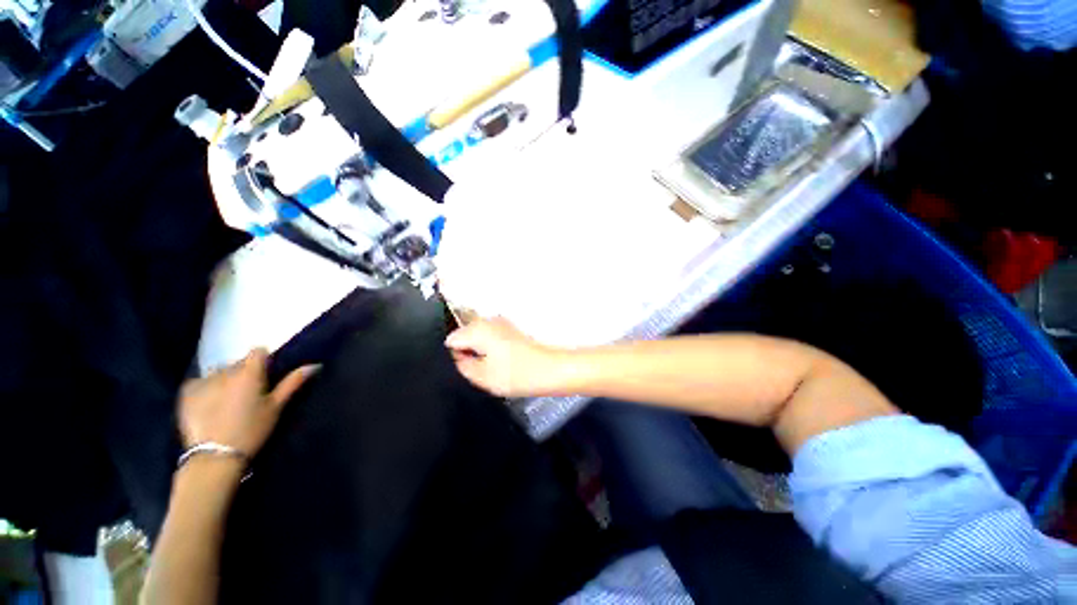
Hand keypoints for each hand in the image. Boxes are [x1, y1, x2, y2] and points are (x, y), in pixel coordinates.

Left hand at [178, 349, 317, 456]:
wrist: (214, 457)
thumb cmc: (252, 429)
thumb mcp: (276, 407)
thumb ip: (293, 383)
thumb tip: (314, 364)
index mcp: (249, 372)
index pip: (258, 351)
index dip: (264, 360)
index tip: (266, 375)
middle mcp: (225, 371)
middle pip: (238, 363)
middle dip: (244, 372)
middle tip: (249, 393)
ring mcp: (203, 381)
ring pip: (219, 372)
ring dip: (225, 380)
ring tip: (227, 400)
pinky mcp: (186, 393)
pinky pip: (200, 381)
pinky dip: (206, 388)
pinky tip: (209, 404)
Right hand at [445, 318, 567, 396]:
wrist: (551, 369)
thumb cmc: (516, 374)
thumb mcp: (482, 376)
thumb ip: (462, 366)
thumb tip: (457, 357)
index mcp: (478, 329)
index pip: (451, 340)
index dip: (453, 356)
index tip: (465, 369)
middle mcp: (488, 320)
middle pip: (465, 335)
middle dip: (466, 352)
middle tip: (478, 371)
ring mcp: (501, 323)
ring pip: (478, 337)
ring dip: (479, 351)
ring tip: (490, 369)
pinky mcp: (511, 329)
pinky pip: (491, 337)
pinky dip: (491, 349)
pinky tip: (500, 363)